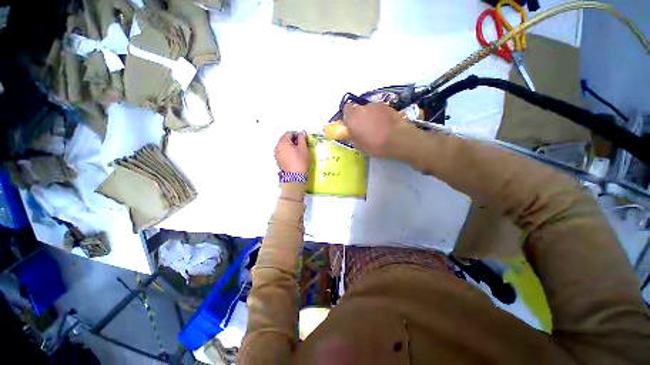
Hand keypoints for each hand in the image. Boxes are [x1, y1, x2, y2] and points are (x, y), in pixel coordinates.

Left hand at [274, 131, 308, 172]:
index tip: (303, 139)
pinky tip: (294, 156)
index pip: (289, 133)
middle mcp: (277, 146)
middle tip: (301, 144)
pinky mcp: (278, 160)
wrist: (295, 177)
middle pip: (285, 139)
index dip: (297, 134)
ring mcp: (276, 154)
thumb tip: (302, 132)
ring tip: (298, 151)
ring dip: (290, 146)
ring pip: (283, 146)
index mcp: (283, 141)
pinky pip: (282, 152)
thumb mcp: (304, 148)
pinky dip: (287, 151)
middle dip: (293, 140)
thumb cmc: (300, 161)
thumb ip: (302, 138)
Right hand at [342, 102, 405, 156]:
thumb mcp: (359, 145)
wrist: (396, 139)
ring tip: (377, 126)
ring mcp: (375, 105)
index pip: (346, 109)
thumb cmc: (374, 145)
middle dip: (360, 116)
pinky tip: (385, 124)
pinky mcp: (387, 105)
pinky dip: (380, 115)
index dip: (349, 116)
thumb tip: (352, 133)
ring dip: (370, 115)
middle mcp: (361, 108)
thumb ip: (352, 136)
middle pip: (358, 109)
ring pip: (369, 109)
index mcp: (352, 118)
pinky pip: (379, 109)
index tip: (352, 124)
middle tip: (364, 127)